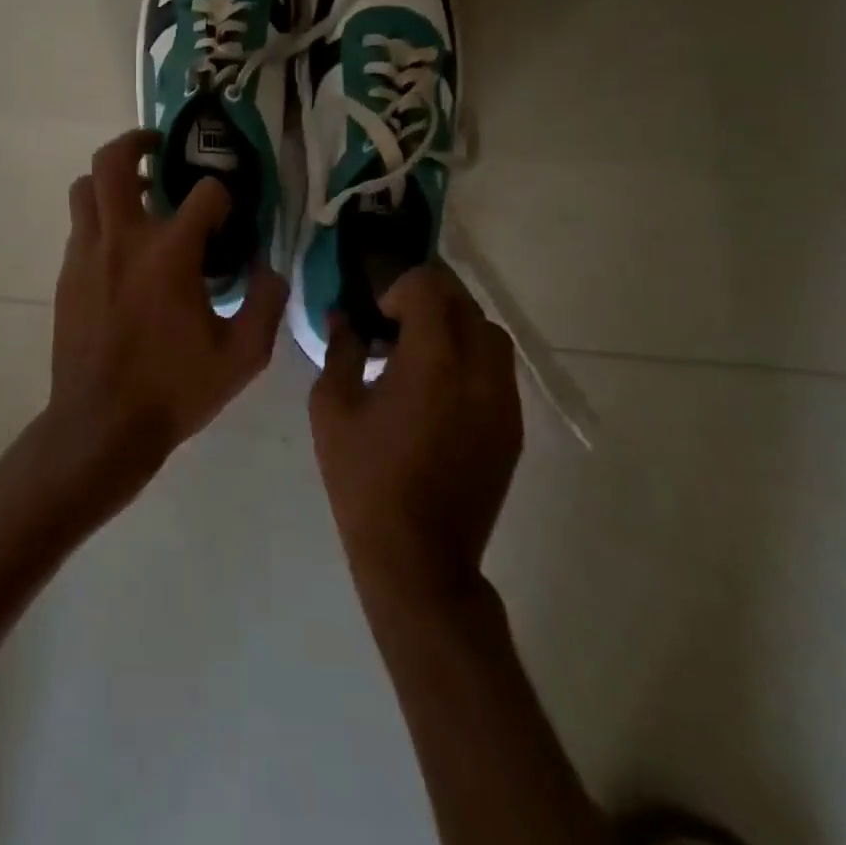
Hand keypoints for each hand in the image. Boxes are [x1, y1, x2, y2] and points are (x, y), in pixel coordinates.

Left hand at [46, 129, 288, 505]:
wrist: (101, 425)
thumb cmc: (174, 390)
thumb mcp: (241, 356)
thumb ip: (266, 303)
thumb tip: (269, 268)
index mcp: (170, 254)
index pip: (204, 194)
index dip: (224, 198)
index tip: (229, 217)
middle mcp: (123, 239)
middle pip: (113, 161)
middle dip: (137, 142)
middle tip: (159, 149)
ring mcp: (87, 254)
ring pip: (86, 188)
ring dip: (111, 180)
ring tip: (138, 196)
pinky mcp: (67, 274)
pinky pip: (80, 226)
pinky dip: (101, 220)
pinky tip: (123, 251)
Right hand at [310, 265, 522, 599]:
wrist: (418, 557)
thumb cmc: (365, 479)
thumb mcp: (332, 408)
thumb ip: (340, 350)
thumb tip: (343, 316)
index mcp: (432, 360)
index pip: (429, 287)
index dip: (398, 290)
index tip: (377, 318)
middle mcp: (478, 370)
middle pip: (463, 302)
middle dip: (426, 301)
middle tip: (393, 327)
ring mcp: (503, 399)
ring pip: (489, 333)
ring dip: (454, 327)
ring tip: (420, 355)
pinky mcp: (513, 426)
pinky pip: (498, 369)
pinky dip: (471, 358)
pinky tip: (440, 389)